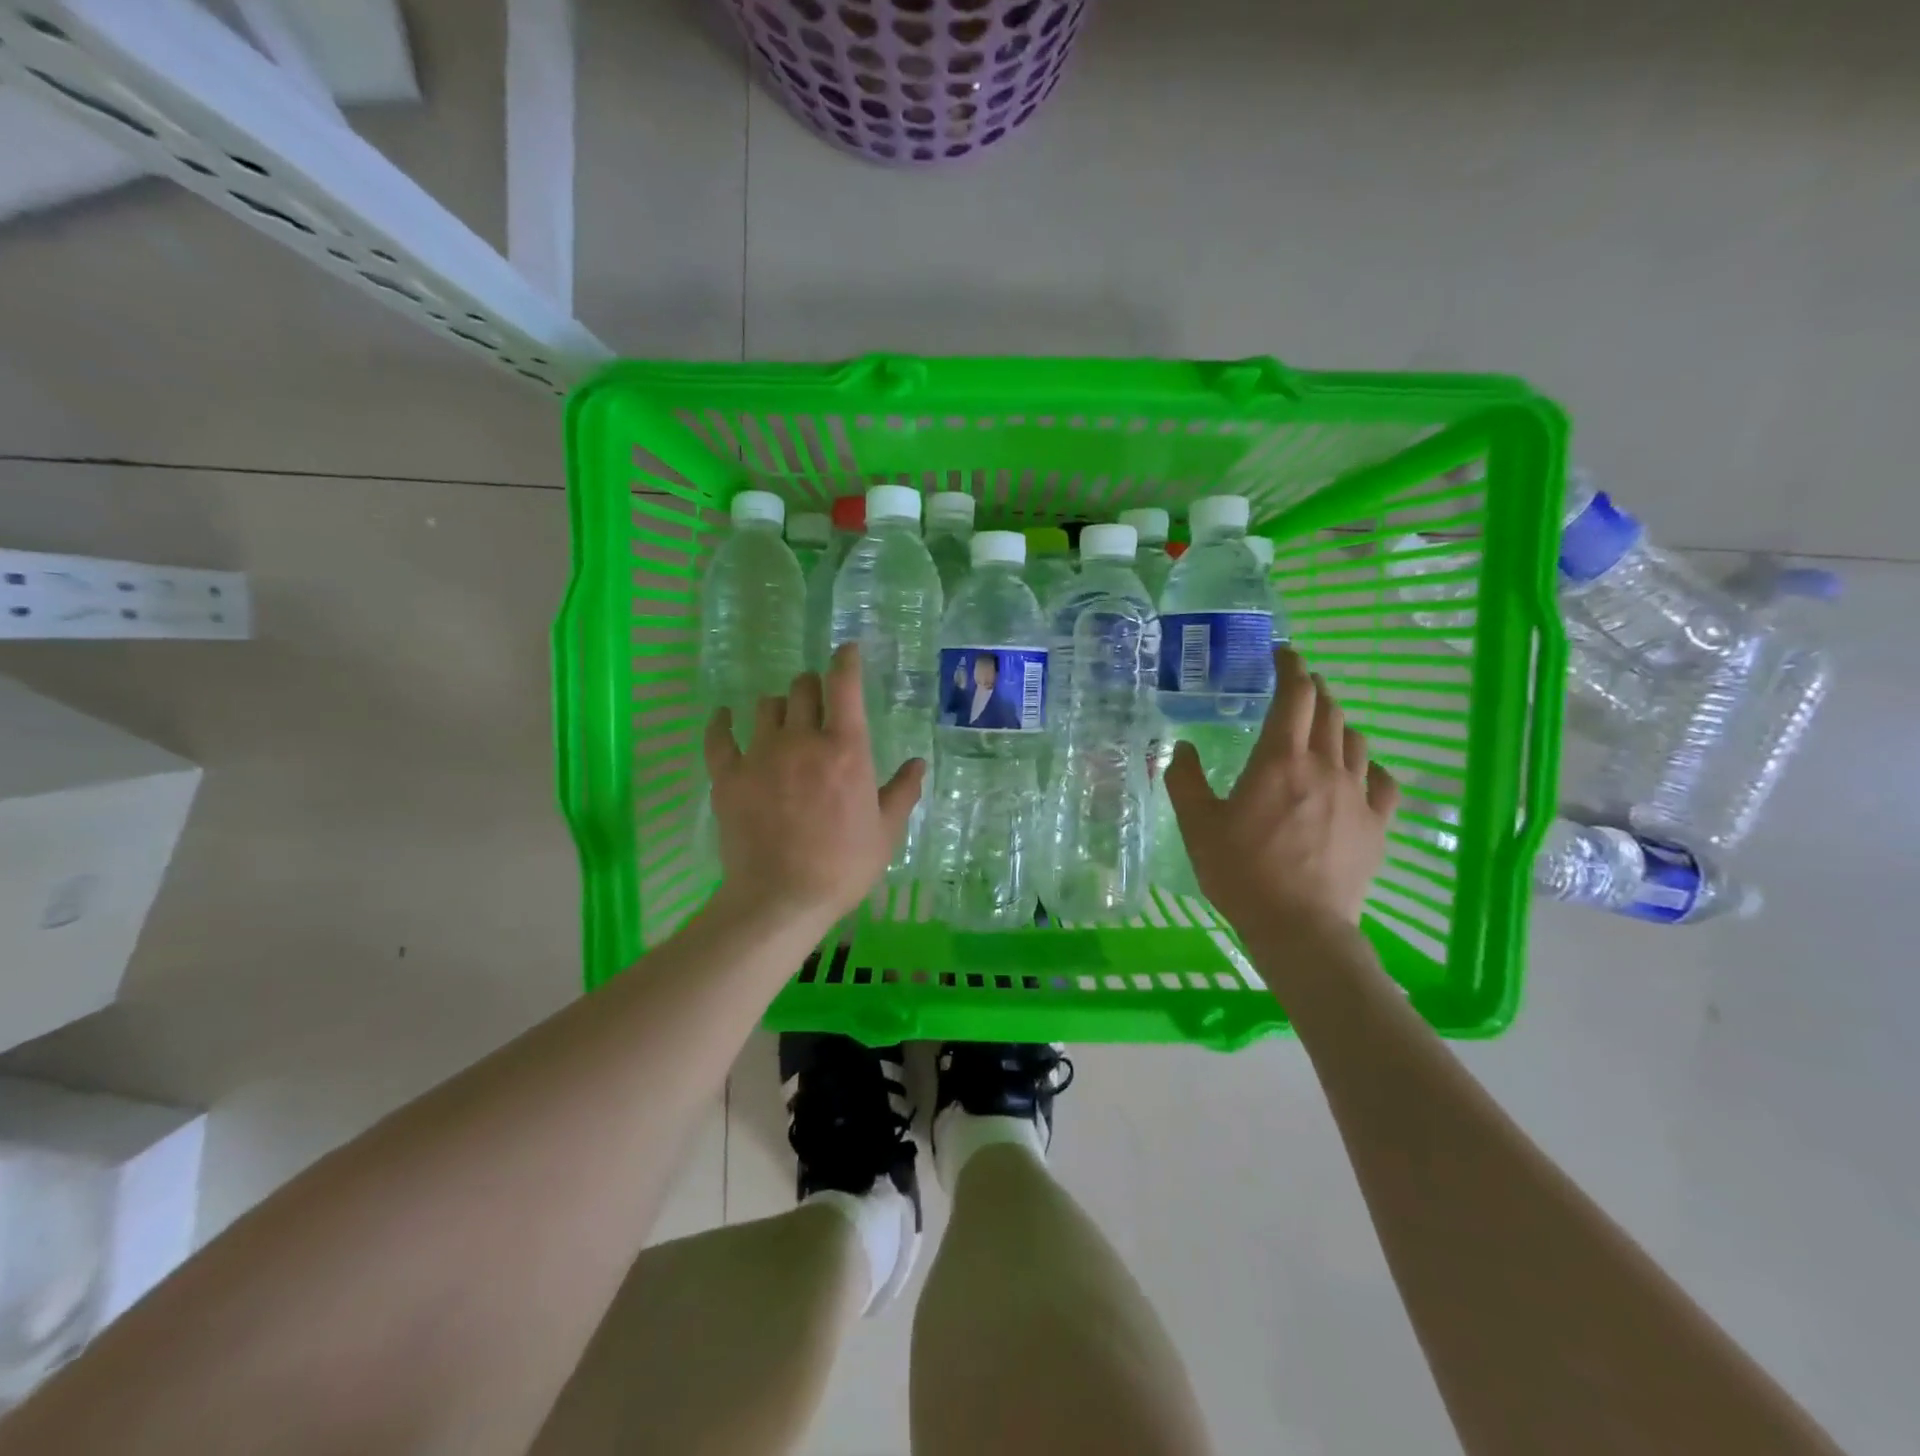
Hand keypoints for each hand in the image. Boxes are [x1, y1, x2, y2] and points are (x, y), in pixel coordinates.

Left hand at [704, 644, 925, 930]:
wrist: (781, 898)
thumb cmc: (843, 866)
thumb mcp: (886, 832)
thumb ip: (902, 792)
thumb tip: (918, 764)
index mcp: (845, 749)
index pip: (844, 686)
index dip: (846, 661)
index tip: (846, 651)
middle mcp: (802, 740)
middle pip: (802, 688)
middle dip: (813, 687)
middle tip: (818, 700)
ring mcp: (760, 755)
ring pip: (766, 706)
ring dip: (779, 706)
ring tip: (783, 719)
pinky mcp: (728, 776)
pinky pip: (719, 736)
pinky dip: (722, 723)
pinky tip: (725, 718)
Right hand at [1166, 647, 1398, 933]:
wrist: (1299, 926)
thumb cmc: (1241, 872)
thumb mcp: (1197, 824)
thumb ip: (1184, 780)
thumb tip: (1181, 748)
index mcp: (1279, 760)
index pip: (1294, 694)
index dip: (1290, 667)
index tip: (1282, 654)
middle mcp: (1324, 766)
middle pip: (1329, 710)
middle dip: (1313, 689)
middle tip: (1297, 688)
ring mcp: (1357, 795)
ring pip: (1356, 740)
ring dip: (1338, 723)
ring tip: (1321, 727)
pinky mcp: (1377, 824)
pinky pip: (1382, 780)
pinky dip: (1367, 765)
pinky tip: (1357, 772)